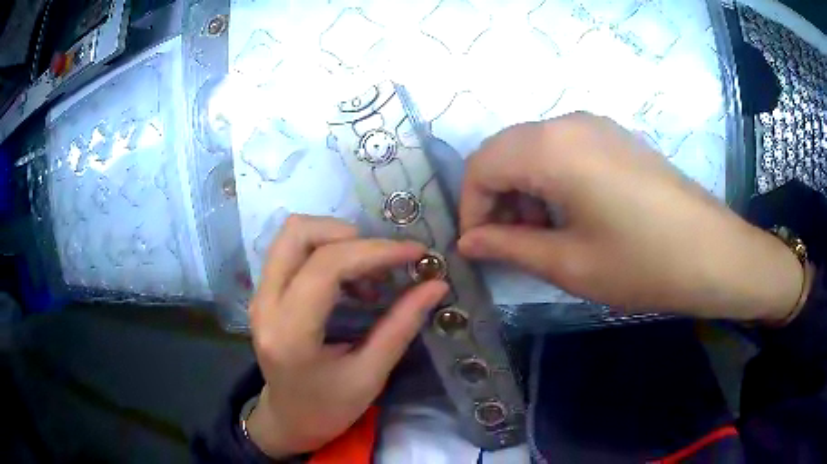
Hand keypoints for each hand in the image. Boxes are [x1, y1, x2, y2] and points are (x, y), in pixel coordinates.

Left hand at [247, 215, 447, 457]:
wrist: (288, 419)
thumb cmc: (329, 408)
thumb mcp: (370, 376)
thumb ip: (401, 326)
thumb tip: (436, 285)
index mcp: (290, 333)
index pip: (326, 267)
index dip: (375, 251)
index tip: (416, 253)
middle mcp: (265, 304)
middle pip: (298, 233)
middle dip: (350, 235)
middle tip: (385, 262)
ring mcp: (260, 295)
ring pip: (293, 234)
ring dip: (337, 240)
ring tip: (369, 274)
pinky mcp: (264, 292)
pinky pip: (292, 249)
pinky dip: (327, 250)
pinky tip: (351, 281)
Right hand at [458, 112, 803, 320]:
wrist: (714, 254)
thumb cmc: (642, 264)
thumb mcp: (569, 263)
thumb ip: (509, 246)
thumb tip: (468, 241)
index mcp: (551, 148)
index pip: (482, 165)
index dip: (470, 206)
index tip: (478, 245)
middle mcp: (568, 122)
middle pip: (504, 150)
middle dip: (494, 197)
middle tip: (507, 242)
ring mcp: (596, 125)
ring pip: (533, 148)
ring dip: (523, 187)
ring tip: (541, 233)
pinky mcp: (615, 137)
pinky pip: (563, 148)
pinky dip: (550, 178)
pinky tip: (570, 213)